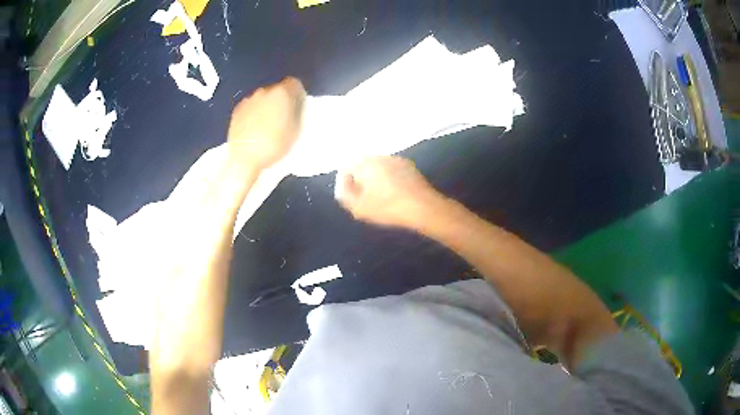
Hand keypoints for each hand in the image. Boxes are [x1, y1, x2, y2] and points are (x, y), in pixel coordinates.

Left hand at [227, 77, 305, 172]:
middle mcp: (264, 92)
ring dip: (267, 107)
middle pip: (277, 90)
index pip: (294, 83)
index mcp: (281, 93)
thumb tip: (296, 104)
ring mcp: (249, 100)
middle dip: (281, 101)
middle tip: (283, 118)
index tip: (298, 104)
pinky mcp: (237, 110)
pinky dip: (254, 113)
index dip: (297, 94)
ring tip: (268, 126)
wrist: (245, 159)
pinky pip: (251, 107)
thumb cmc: (273, 146)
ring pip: (263, 98)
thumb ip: (298, 111)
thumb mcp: (296, 129)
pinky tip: (255, 129)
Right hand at [336, 156, 443, 228]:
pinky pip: (392, 169)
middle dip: (361, 178)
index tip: (352, 195)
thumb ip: (344, 194)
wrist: (424, 207)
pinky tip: (395, 193)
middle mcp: (380, 156)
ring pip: (378, 166)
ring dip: (376, 178)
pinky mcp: (410, 166)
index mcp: (365, 163)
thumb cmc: (388, 207)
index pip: (346, 166)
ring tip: (381, 197)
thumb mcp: (359, 208)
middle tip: (365, 197)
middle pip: (363, 164)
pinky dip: (390, 178)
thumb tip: (343, 183)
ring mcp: (396, 159)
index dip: (346, 181)